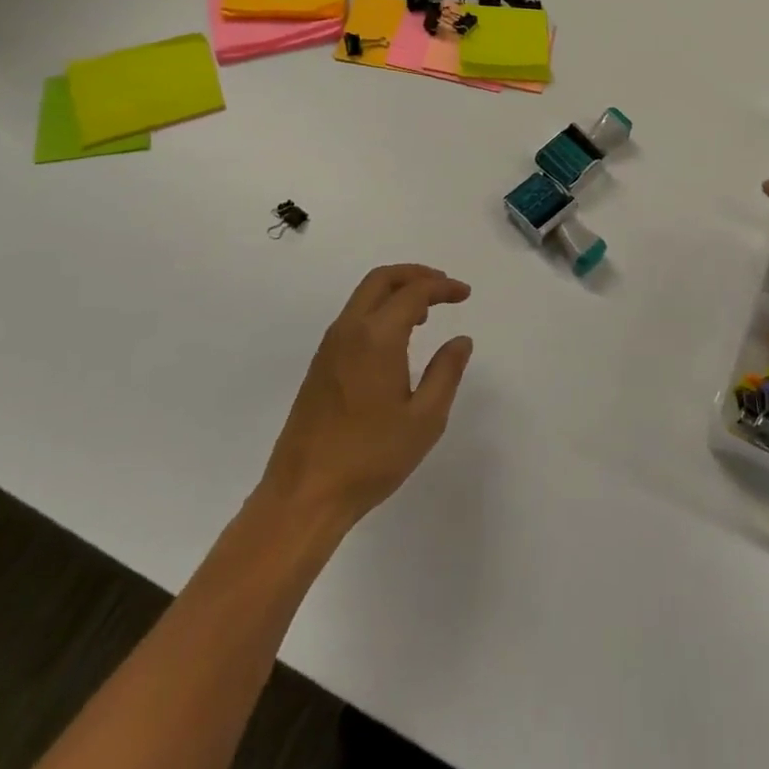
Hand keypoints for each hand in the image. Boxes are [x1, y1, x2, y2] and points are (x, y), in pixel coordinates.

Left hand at [259, 264, 473, 529]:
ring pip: (363, 297)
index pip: (414, 292)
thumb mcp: (424, 419)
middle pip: (381, 279)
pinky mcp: (319, 365)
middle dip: (415, 275)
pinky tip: (396, 340)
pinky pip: (353, 318)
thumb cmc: (371, 457)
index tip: (465, 294)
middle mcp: (350, 330)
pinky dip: (379, 310)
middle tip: (444, 287)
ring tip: (425, 313)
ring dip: (395, 292)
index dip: (442, 287)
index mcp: (377, 337)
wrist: (304, 494)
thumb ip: (446, 372)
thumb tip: (461, 341)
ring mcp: (329, 347)